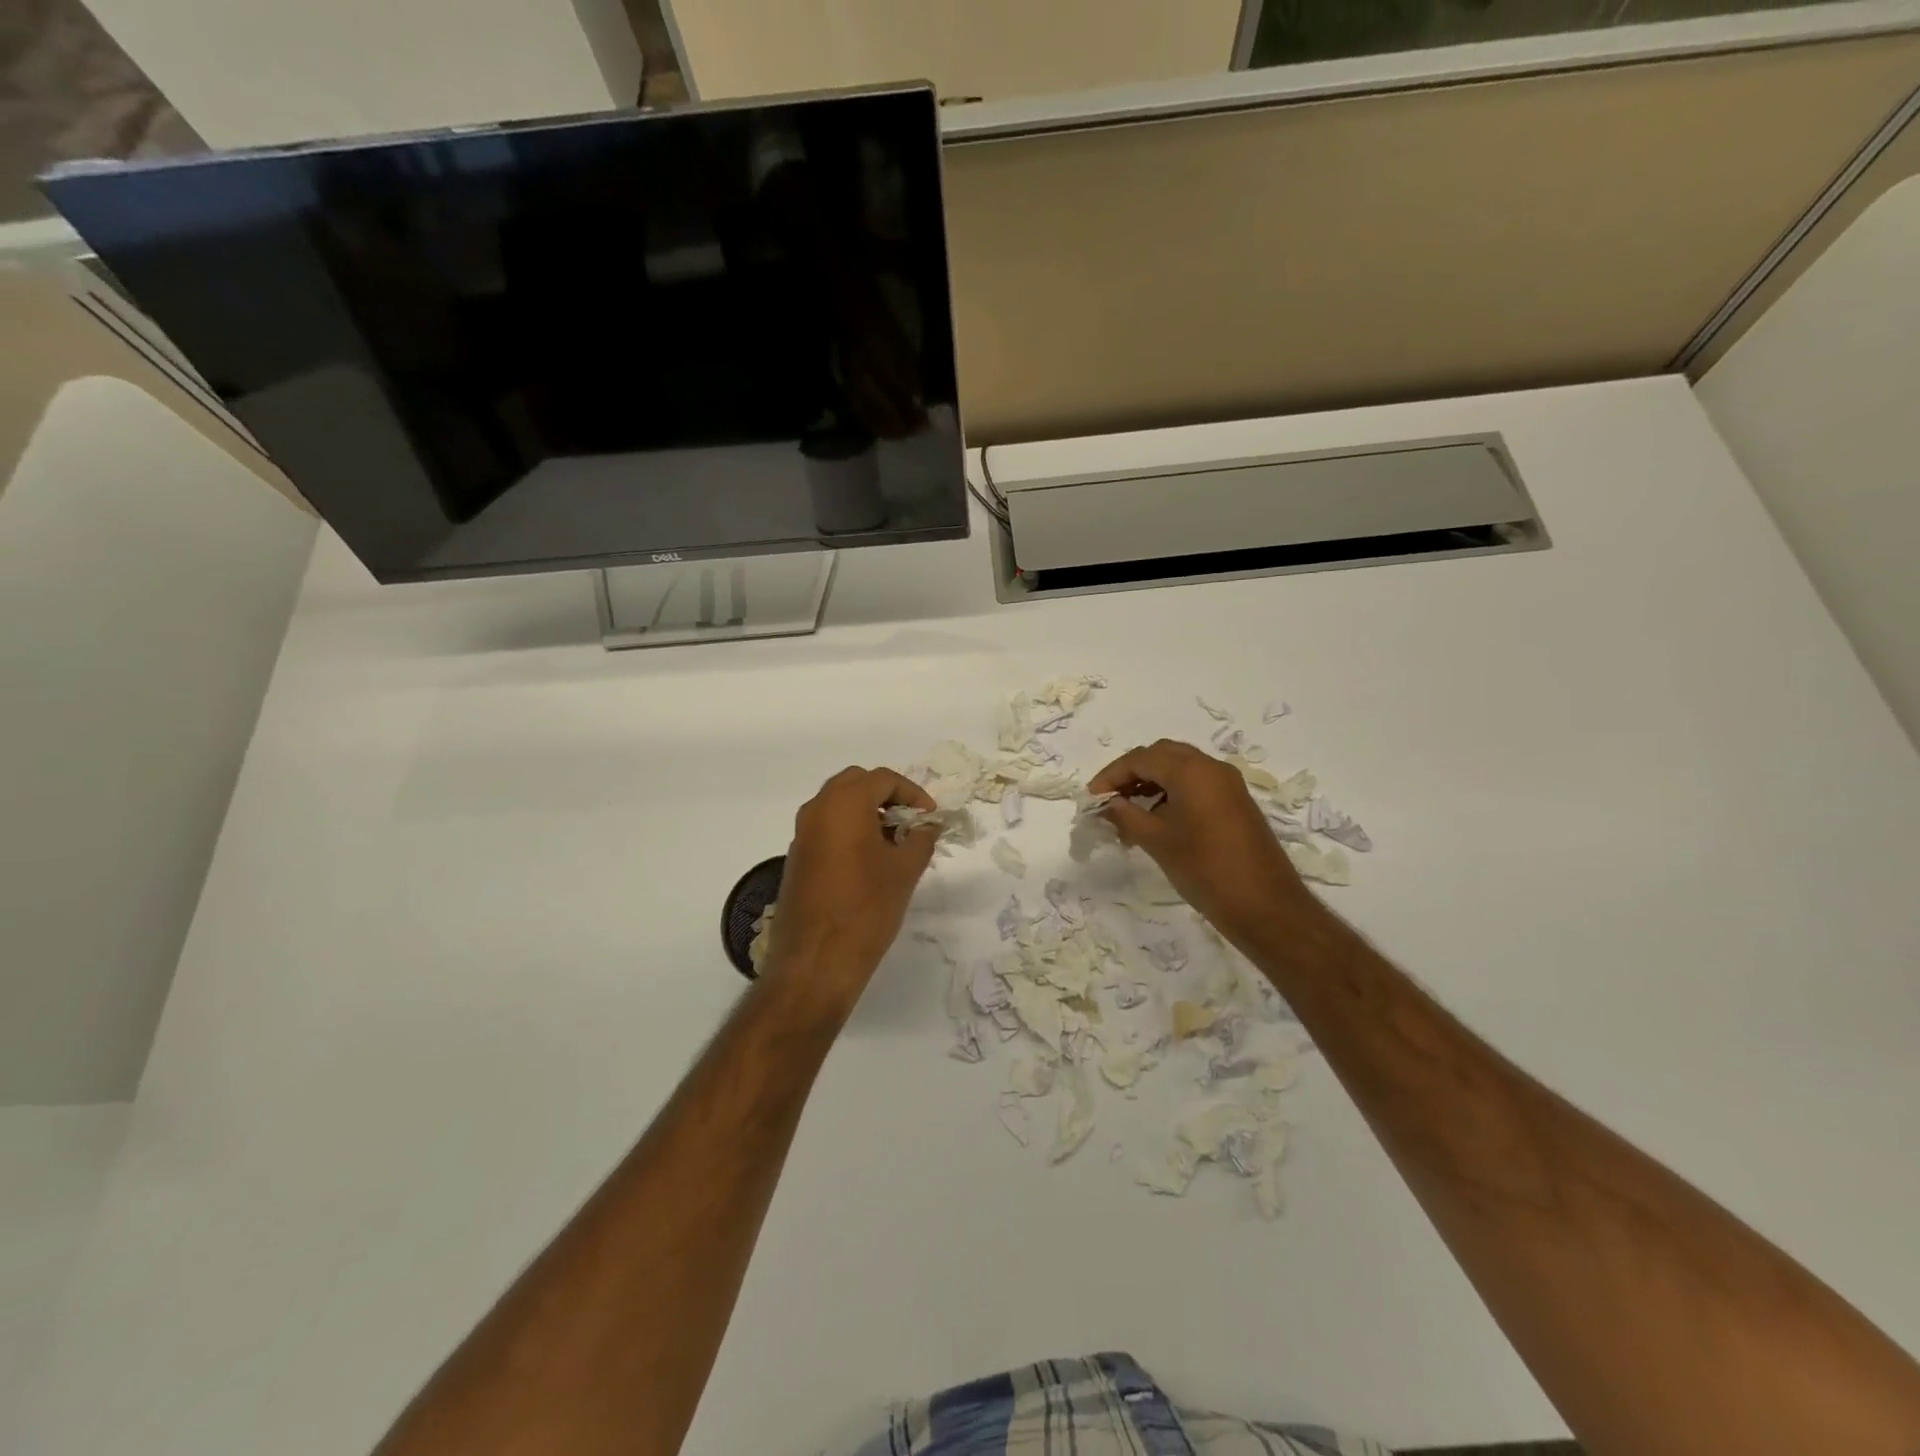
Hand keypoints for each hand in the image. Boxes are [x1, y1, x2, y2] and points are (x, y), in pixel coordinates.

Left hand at [767, 767, 938, 1007]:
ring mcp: (802, 834)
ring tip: (894, 842)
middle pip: (855, 783)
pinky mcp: (796, 858)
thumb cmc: (866, 908)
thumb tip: (928, 825)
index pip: (883, 779)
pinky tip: (869, 861)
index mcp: (844, 804)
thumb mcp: (905, 870)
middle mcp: (817, 810)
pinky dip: (849, 830)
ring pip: (837, 805)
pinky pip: (826, 828)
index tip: (930, 817)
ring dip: (866, 812)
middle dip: (886, 796)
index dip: (912, 793)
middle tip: (909, 821)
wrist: (816, 960)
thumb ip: (921, 838)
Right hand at [1090, 739, 1312, 936]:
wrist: (1265, 906)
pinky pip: (1196, 784)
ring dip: (1151, 783)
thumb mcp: (1157, 841)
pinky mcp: (1236, 802)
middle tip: (1110, 800)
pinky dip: (1171, 792)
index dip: (1111, 775)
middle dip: (1131, 773)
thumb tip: (1106, 804)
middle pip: (1162, 755)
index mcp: (1192, 771)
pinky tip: (1156, 819)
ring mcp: (1228, 784)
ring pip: (1180, 768)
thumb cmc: (1205, 869)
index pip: (1141, 758)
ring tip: (1128, 813)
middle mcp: (1212, 768)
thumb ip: (1126, 815)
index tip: (1092, 799)